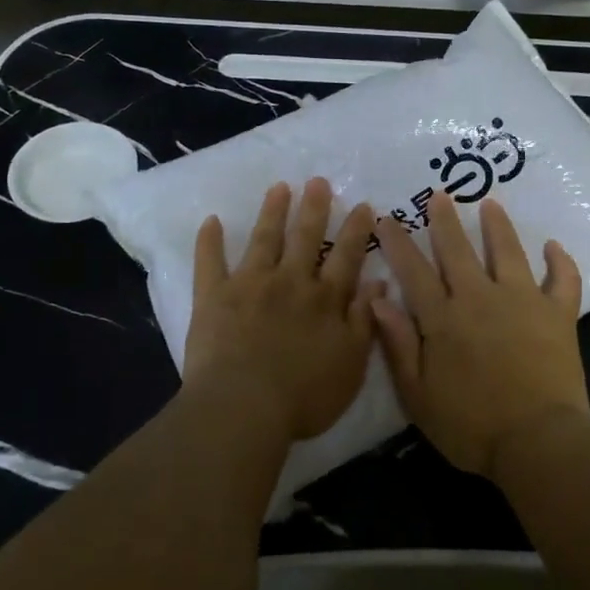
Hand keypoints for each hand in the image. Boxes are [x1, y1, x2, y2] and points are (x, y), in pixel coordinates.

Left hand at [184, 178, 381, 442]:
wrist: (244, 408)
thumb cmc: (305, 396)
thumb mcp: (352, 364)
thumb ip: (366, 321)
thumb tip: (380, 283)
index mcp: (325, 299)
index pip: (346, 257)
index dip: (356, 230)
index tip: (362, 205)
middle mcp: (291, 282)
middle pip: (306, 238)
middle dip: (314, 208)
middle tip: (318, 181)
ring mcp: (250, 285)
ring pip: (265, 240)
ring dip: (273, 212)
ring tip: (280, 187)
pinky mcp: (214, 297)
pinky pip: (210, 262)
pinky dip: (209, 241)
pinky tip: (211, 221)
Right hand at [371, 193, 589, 477]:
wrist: (537, 442)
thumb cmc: (471, 426)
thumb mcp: (418, 395)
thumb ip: (398, 345)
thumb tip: (377, 300)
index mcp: (443, 319)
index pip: (413, 271)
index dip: (398, 242)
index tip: (387, 217)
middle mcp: (480, 298)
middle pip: (458, 250)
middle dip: (445, 221)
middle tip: (439, 195)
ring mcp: (523, 301)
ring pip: (508, 252)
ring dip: (497, 226)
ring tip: (490, 203)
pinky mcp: (558, 314)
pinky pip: (563, 280)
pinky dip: (560, 262)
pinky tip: (554, 247)